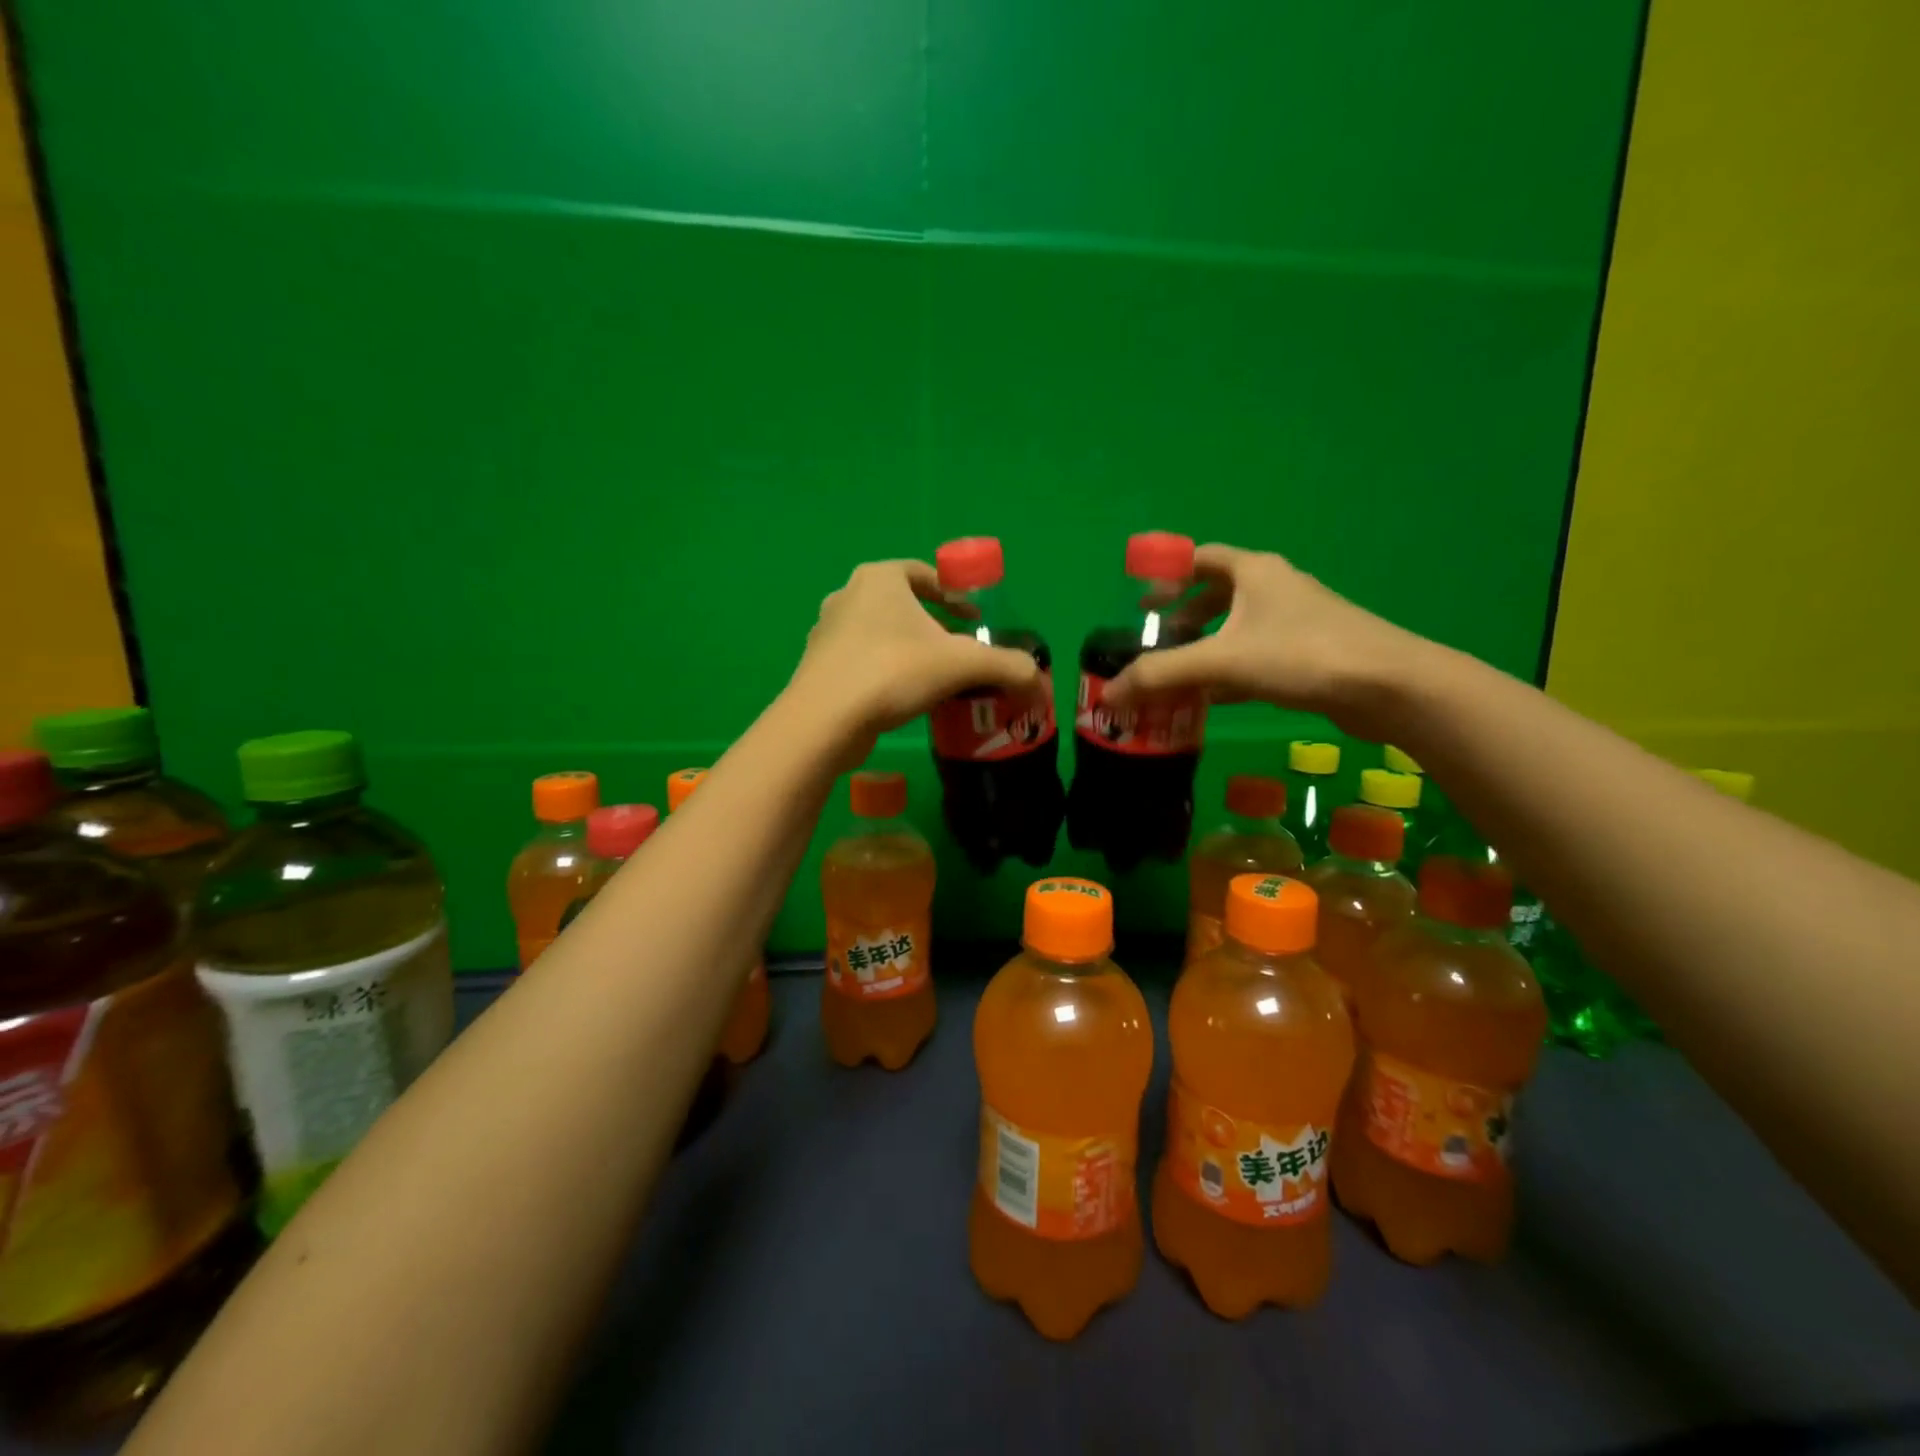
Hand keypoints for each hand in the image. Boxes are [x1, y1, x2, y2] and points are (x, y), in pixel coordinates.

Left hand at [788, 560, 1040, 743]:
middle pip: (903, 605)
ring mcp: (827, 632)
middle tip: (959, 653)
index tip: (976, 621)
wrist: (824, 721)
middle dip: (934, 627)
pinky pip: (862, 661)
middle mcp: (847, 596)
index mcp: (879, 578)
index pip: (925, 574)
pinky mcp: (818, 667)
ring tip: (934, 679)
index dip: (955, 594)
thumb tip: (1039, 680)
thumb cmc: (893, 672)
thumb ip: (1006, 666)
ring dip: (909, 651)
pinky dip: (885, 673)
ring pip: (880, 634)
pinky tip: (902, 700)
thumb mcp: (962, 664)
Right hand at [1101, 544, 1426, 740]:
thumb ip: (1162, 675)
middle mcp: (1274, 588)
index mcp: (1253, 572)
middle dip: (1180, 618)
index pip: (1198, 557)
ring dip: (1203, 648)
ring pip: (1236, 629)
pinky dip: (1228, 671)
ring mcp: (1295, 622)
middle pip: (1215, 594)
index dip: (1165, 574)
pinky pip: (1254, 656)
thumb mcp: (1222, 660)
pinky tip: (1211, 698)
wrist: (1389, 687)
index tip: (1139, 603)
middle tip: (1153, 642)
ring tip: (1174, 674)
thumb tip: (1110, 694)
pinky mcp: (1308, 655)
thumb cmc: (1301, 655)